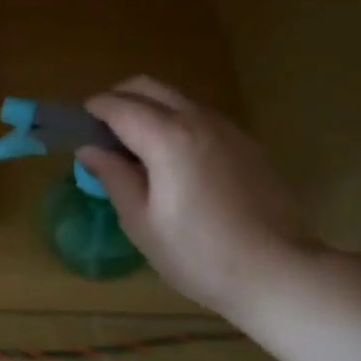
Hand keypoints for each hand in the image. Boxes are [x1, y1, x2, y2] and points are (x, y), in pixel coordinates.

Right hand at [78, 76, 326, 320]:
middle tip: (102, 132)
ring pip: (175, 98)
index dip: (93, 111)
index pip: (118, 106)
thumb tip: (89, 149)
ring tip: (136, 148)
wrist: (281, 273)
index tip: (78, 127)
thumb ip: (113, 176)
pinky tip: (173, 161)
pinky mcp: (246, 143)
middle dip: (118, 99)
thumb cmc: (200, 255)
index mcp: (166, 137)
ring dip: (148, 109)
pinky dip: (175, 122)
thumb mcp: (142, 222)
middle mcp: (196, 119)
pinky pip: (199, 116)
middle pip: (146, 87)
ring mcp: (226, 128)